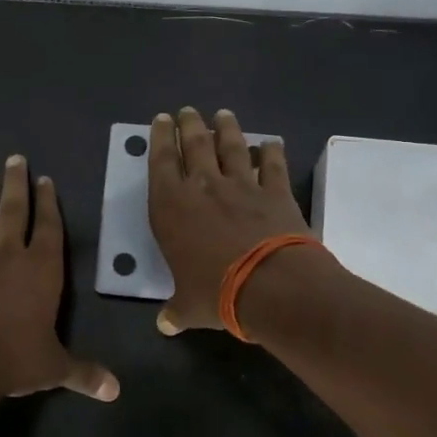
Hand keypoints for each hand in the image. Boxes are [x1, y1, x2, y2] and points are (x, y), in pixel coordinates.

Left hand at [0, 155, 119, 402]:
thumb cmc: (15, 359)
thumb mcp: (55, 368)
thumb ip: (84, 373)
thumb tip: (115, 391)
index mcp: (42, 270)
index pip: (49, 228)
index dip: (48, 203)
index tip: (45, 180)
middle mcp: (9, 257)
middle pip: (14, 212)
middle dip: (16, 185)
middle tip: (14, 159)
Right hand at [148, 107, 311, 334]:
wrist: (269, 285)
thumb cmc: (215, 293)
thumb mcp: (188, 306)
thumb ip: (176, 310)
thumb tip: (165, 325)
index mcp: (171, 207)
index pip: (162, 162)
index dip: (161, 138)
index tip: (162, 120)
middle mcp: (203, 187)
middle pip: (195, 145)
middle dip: (190, 125)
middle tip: (188, 111)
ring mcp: (242, 186)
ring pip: (232, 147)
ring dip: (227, 128)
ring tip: (224, 114)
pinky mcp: (275, 192)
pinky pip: (272, 165)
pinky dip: (271, 152)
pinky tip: (271, 142)